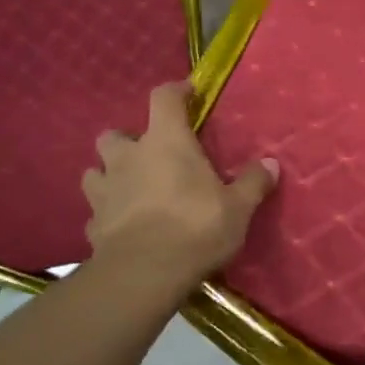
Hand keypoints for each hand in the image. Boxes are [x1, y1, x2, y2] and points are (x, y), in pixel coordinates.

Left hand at [82, 83, 277, 285]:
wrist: (144, 274)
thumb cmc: (196, 228)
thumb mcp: (238, 207)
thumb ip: (253, 183)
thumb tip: (272, 163)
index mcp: (166, 142)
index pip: (163, 98)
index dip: (175, 91)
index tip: (187, 94)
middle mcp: (128, 157)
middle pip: (114, 133)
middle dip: (128, 140)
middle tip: (149, 155)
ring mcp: (104, 190)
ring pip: (94, 170)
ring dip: (109, 174)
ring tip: (128, 188)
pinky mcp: (92, 223)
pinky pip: (96, 211)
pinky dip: (107, 213)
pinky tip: (121, 226)